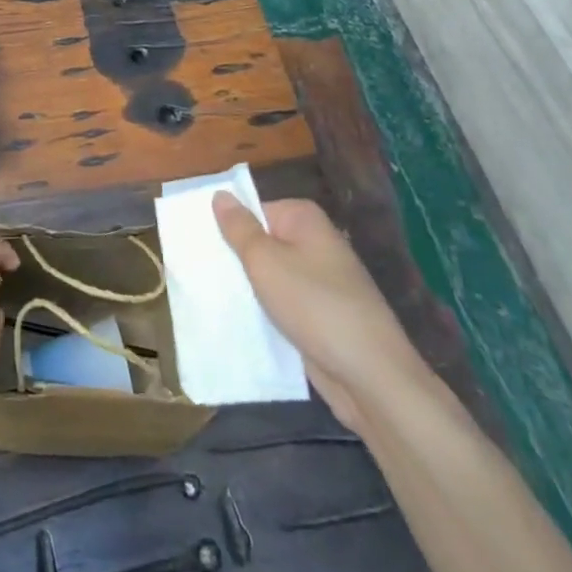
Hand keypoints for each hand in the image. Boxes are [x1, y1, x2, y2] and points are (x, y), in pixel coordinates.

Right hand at [213, 194, 424, 428]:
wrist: (371, 377)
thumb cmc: (315, 306)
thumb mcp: (265, 262)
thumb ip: (239, 228)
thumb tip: (220, 194)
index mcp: (304, 219)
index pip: (254, 211)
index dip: (229, 228)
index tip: (202, 247)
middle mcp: (316, 243)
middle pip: (263, 243)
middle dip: (237, 260)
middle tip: (200, 273)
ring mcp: (322, 282)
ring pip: (272, 277)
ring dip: (249, 290)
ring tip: (212, 298)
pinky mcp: (322, 317)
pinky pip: (284, 306)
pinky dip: (267, 313)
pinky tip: (241, 325)